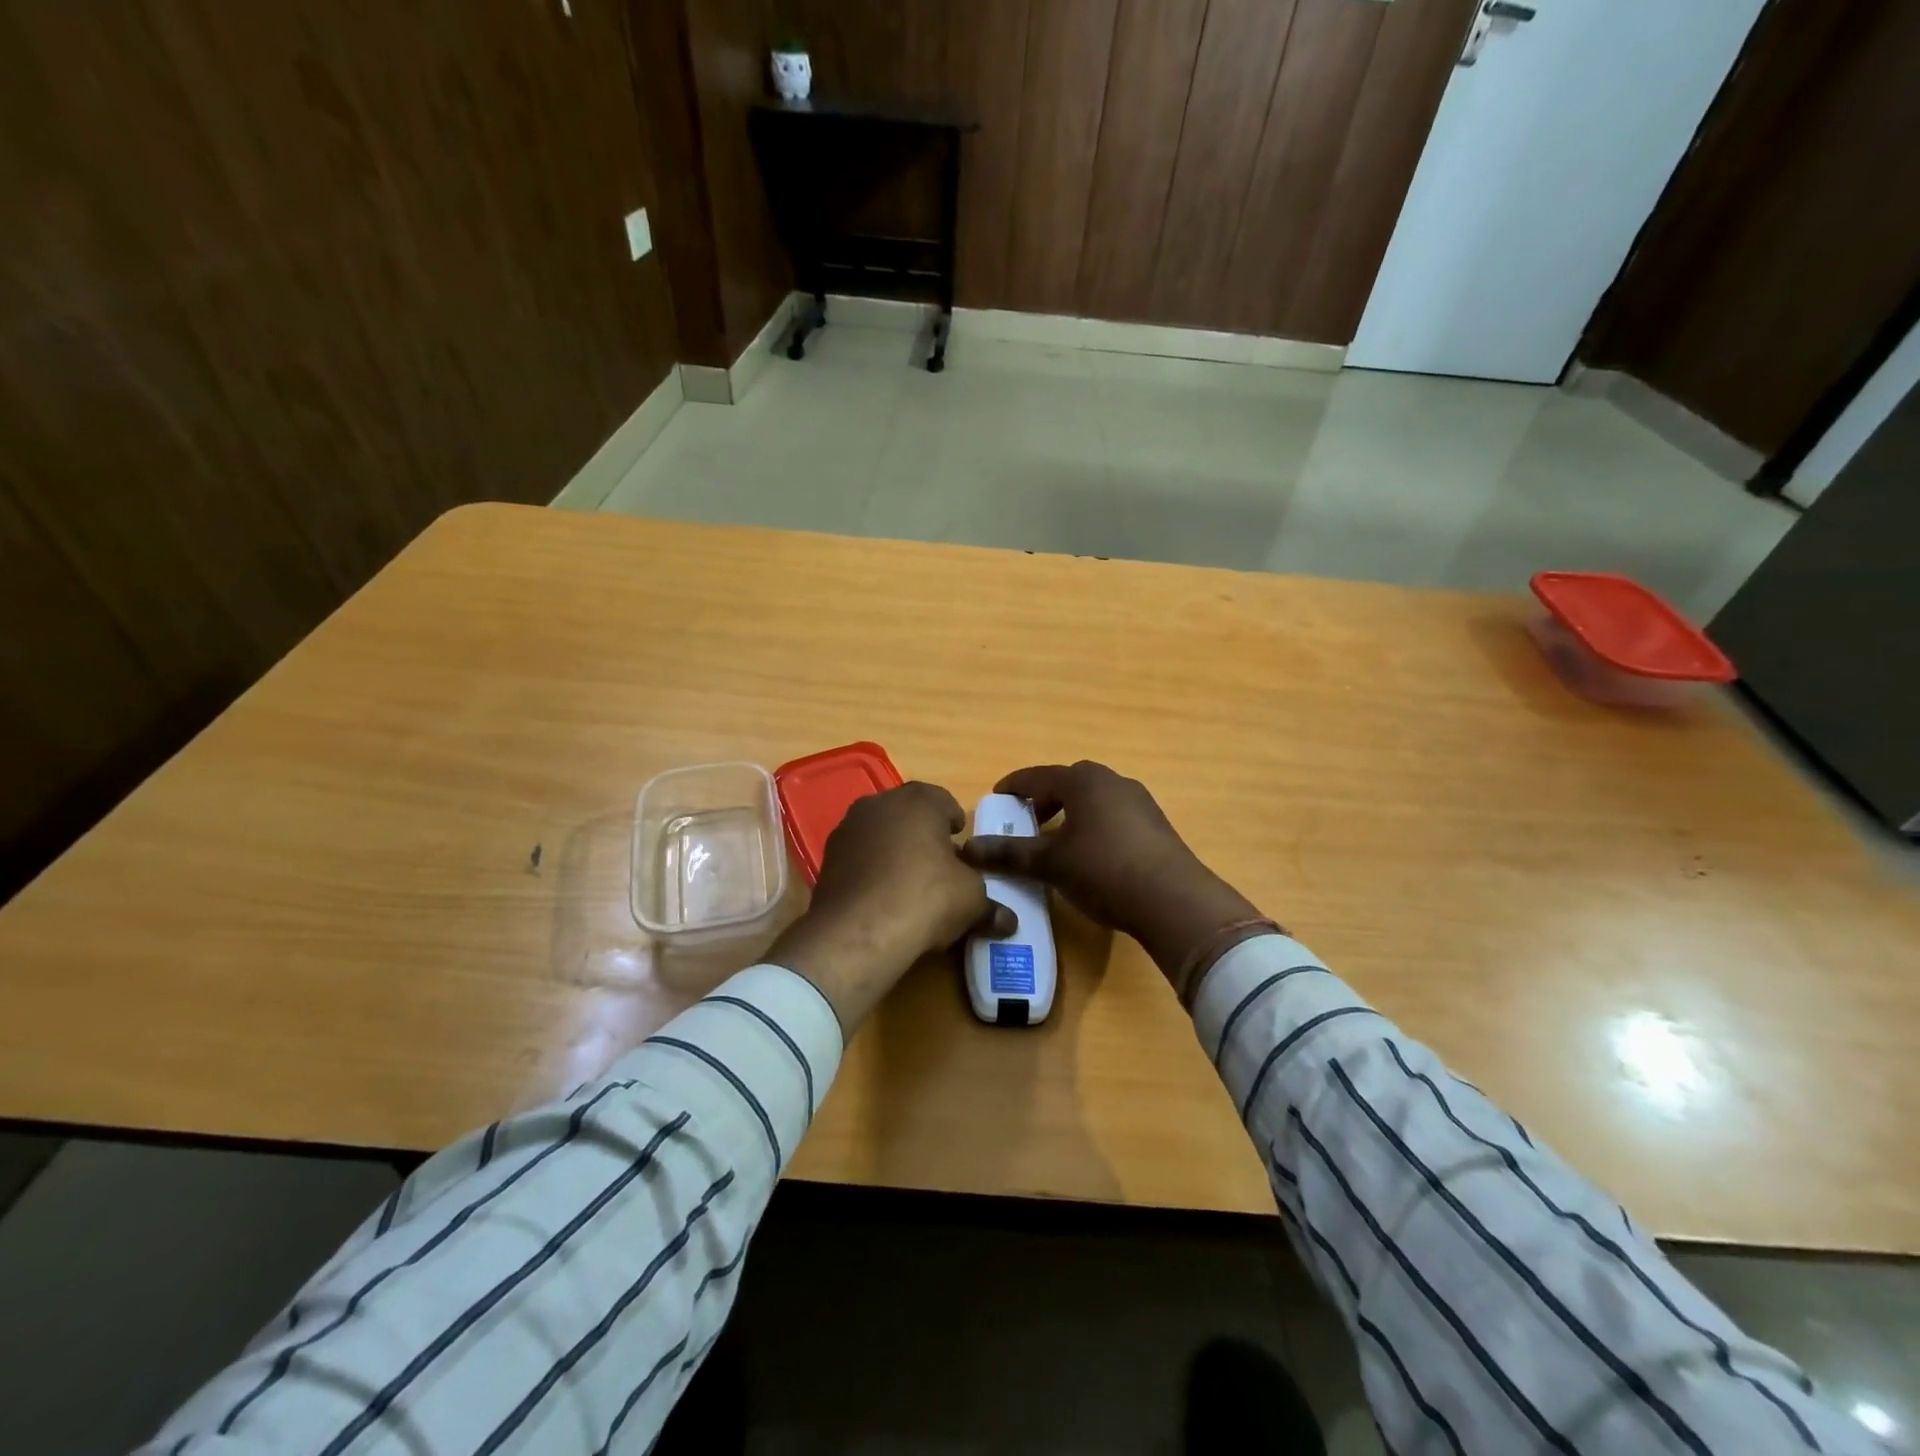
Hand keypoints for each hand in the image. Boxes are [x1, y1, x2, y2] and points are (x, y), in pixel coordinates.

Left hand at [767, 782, 1010, 1032]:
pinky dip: (871, 870)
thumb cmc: (926, 898)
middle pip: (909, 813)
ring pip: (880, 833)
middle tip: (938, 864)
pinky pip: (859, 857)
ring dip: (894, 850)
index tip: (962, 846)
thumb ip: (990, 906)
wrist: (858, 932)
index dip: (955, 823)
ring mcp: (848, 829)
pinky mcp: (827, 859)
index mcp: (919, 801)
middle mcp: (880, 803)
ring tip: (908, 884)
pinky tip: (881, 898)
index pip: (943, 800)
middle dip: (923, 834)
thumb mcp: (971, 901)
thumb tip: (1009, 922)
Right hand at [961, 762, 1266, 989]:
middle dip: (1044, 799)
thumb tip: (968, 849)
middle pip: (1068, 782)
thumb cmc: (1103, 870)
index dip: (1013, 787)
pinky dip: (1093, 825)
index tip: (996, 799)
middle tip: (1026, 822)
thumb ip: (1009, 853)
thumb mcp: (1050, 863)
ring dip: (1071, 812)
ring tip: (1056, 841)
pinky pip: (1113, 815)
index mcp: (1083, 781)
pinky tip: (1090, 855)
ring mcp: (1139, 801)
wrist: (1173, 900)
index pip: (1037, 776)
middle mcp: (1112, 781)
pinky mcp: (1155, 824)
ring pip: (1093, 799)